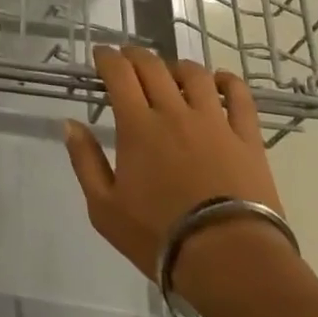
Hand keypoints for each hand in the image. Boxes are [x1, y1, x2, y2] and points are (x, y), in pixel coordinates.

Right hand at [63, 45, 284, 291]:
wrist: (230, 261)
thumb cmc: (159, 237)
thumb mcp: (104, 208)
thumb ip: (85, 161)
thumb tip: (70, 123)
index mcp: (137, 125)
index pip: (118, 72)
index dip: (107, 57)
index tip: (100, 54)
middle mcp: (173, 112)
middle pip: (153, 66)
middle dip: (135, 55)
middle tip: (127, 59)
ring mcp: (214, 122)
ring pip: (194, 74)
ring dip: (176, 66)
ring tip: (169, 72)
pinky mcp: (247, 138)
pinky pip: (240, 96)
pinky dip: (227, 81)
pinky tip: (219, 81)